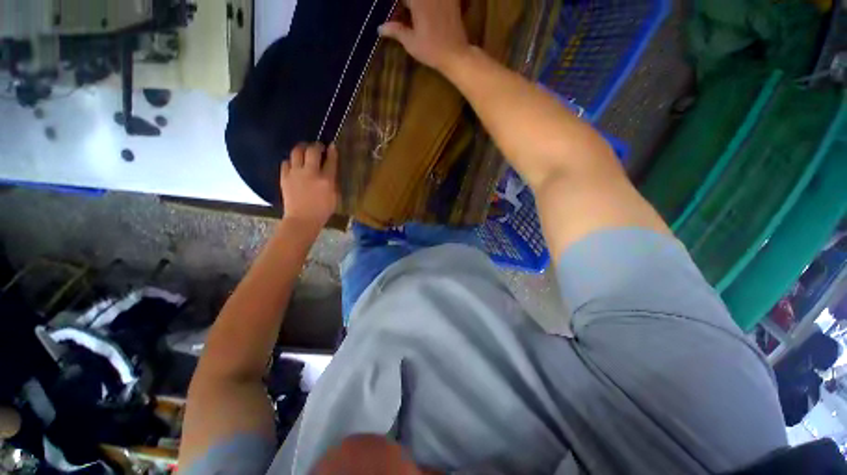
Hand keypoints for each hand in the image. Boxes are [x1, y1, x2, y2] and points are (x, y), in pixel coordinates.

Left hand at [280, 143, 338, 232]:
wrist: (302, 219)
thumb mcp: (334, 197)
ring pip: (296, 152)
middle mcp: (310, 173)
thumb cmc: (322, 210)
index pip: (330, 160)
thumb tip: (330, 171)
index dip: (332, 151)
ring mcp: (295, 174)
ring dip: (302, 149)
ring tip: (304, 151)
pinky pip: (286, 162)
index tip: (332, 146)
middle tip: (318, 147)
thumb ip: (333, 182)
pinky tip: (294, 165)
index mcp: (326, 180)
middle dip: (316, 146)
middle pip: (312, 151)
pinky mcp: (284, 177)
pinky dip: (291, 161)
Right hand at [378, 0, 469, 71]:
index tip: (397, 11)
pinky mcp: (452, 0)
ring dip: (417, 5)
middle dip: (408, 5)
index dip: (399, 6)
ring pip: (424, 0)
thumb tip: (380, 28)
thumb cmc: (431, 50)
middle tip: (403, 12)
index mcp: (417, 1)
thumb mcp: (411, 43)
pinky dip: (432, 5)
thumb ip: (396, 31)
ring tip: (412, 13)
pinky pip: (439, 0)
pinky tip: (431, 12)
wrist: (455, 54)